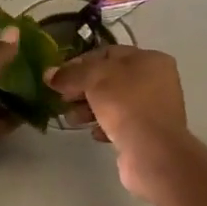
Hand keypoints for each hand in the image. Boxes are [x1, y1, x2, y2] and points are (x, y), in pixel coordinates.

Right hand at [45, 45, 190, 198]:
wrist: (153, 152)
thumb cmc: (127, 105)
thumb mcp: (94, 80)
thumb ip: (70, 74)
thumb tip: (49, 74)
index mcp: (150, 59)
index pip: (108, 53)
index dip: (80, 62)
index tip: (58, 76)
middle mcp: (157, 81)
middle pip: (110, 79)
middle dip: (83, 88)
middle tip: (62, 99)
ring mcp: (154, 109)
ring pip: (114, 102)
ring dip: (90, 108)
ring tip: (73, 119)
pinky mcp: (149, 134)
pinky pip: (121, 124)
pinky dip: (104, 126)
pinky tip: (93, 133)